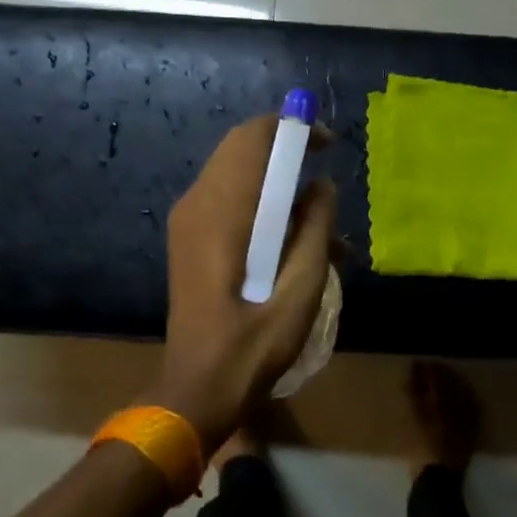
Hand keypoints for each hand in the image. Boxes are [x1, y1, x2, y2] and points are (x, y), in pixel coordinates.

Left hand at [150, 115, 338, 451]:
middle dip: (287, 153)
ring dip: (279, 186)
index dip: (292, 128)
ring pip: (237, 176)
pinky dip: (263, 208)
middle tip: (326, 177)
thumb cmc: (254, 344)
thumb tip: (322, 187)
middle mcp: (198, 204)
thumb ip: (316, 229)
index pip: (253, 138)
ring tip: (324, 227)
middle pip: (242, 149)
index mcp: (223, 211)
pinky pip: (230, 202)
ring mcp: (189, 222)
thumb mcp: (301, 287)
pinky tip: (297, 245)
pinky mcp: (191, 241)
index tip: (327, 143)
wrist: (199, 388)